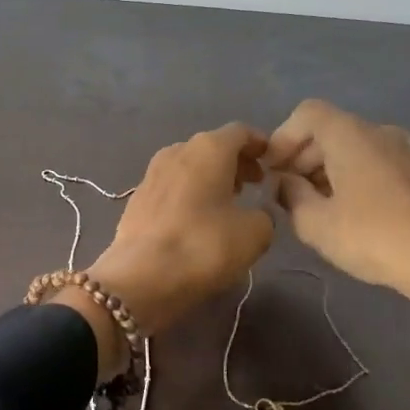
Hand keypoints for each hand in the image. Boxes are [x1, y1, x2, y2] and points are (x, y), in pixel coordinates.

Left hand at [81, 124, 274, 340]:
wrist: (140, 277)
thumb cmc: (203, 246)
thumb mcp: (255, 234)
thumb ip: (264, 215)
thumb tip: (256, 214)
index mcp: (208, 149)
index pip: (240, 132)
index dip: (260, 144)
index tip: (272, 162)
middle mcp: (177, 151)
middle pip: (213, 147)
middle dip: (235, 162)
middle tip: (254, 185)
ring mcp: (152, 173)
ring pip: (190, 166)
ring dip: (211, 178)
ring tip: (228, 203)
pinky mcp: (137, 198)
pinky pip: (172, 186)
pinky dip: (189, 193)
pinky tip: (197, 219)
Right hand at [265, 100, 409, 354]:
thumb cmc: (375, 237)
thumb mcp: (316, 223)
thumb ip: (290, 195)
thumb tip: (284, 182)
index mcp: (350, 134)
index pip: (306, 114)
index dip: (282, 138)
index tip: (270, 171)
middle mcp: (379, 132)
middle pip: (329, 130)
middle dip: (301, 157)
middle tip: (286, 193)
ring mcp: (405, 151)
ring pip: (353, 148)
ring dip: (326, 170)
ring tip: (314, 208)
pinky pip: (374, 163)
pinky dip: (352, 178)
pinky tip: (349, 215)